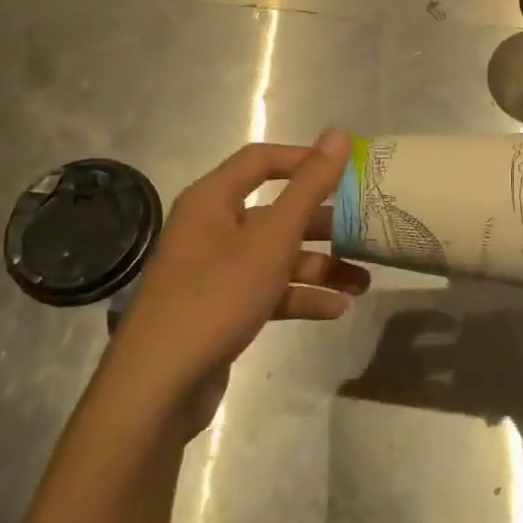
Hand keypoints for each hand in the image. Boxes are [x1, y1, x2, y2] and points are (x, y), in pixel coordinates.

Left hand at [108, 128, 368, 436]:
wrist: (158, 388)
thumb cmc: (217, 296)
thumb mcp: (272, 238)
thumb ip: (309, 186)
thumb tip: (339, 134)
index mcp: (213, 199)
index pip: (262, 160)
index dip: (305, 159)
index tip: (347, 171)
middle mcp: (212, 228)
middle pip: (276, 211)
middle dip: (323, 223)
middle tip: (365, 228)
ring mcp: (215, 271)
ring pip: (277, 255)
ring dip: (319, 265)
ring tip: (363, 281)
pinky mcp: (222, 309)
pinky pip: (269, 290)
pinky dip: (300, 296)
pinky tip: (337, 309)